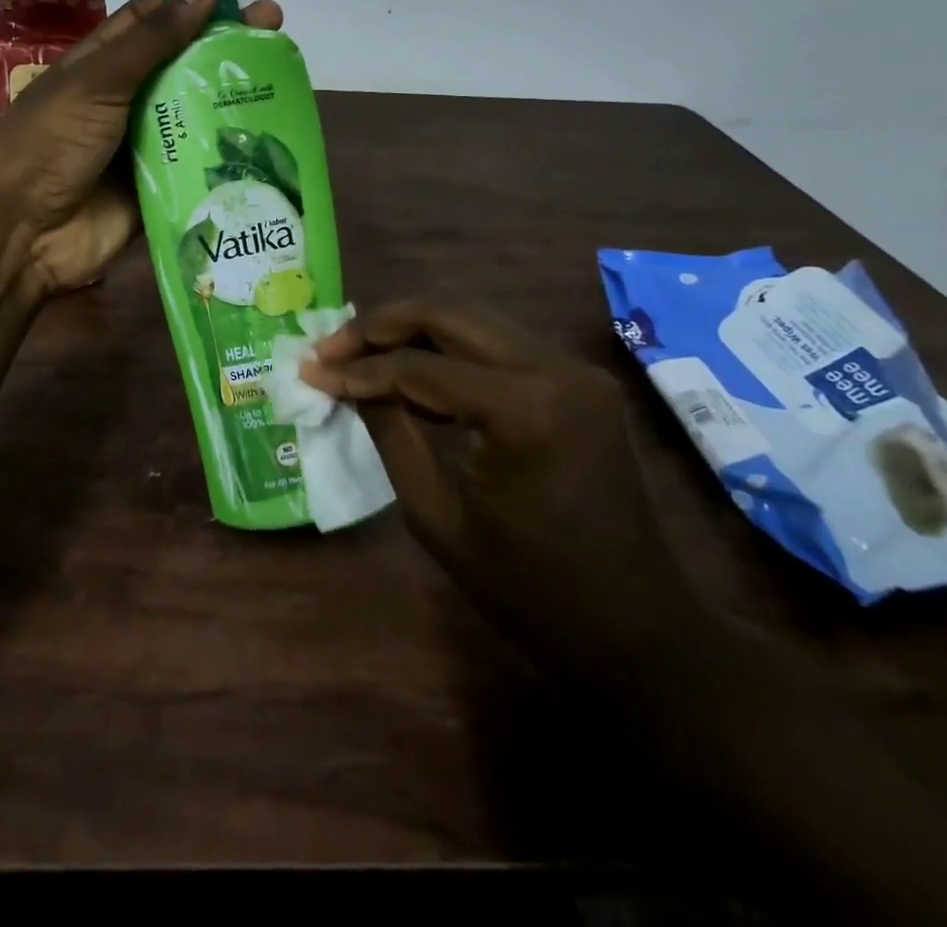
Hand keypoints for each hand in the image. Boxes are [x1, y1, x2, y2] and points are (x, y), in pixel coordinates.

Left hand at [0, 0, 283, 297]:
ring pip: (197, 115)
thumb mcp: (98, 82)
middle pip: (183, 67)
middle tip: (277, 32)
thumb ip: (155, 39)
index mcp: (102, 65)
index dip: (194, 7)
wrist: (24, 234)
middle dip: (226, 50)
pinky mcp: (160, 187)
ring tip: (284, 82)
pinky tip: (270, 141)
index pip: (153, 22)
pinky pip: (198, 165)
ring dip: (234, 101)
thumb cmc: (52, 143)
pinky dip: (228, 154)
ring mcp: (144, 146)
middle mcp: (126, 100)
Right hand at [301, 299, 700, 663]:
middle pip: (450, 315)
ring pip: (474, 321)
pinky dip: (450, 351)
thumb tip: (345, 381)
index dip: (358, 368)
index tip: (310, 370)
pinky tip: (412, 370)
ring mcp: (576, 371)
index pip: (420, 367)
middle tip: (331, 346)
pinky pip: (500, 346)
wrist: (636, 632)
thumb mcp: (437, 515)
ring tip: (359, 352)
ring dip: (414, 331)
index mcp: (526, 409)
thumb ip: (390, 432)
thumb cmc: (529, 591)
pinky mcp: (580, 382)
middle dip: (381, 326)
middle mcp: (557, 369)